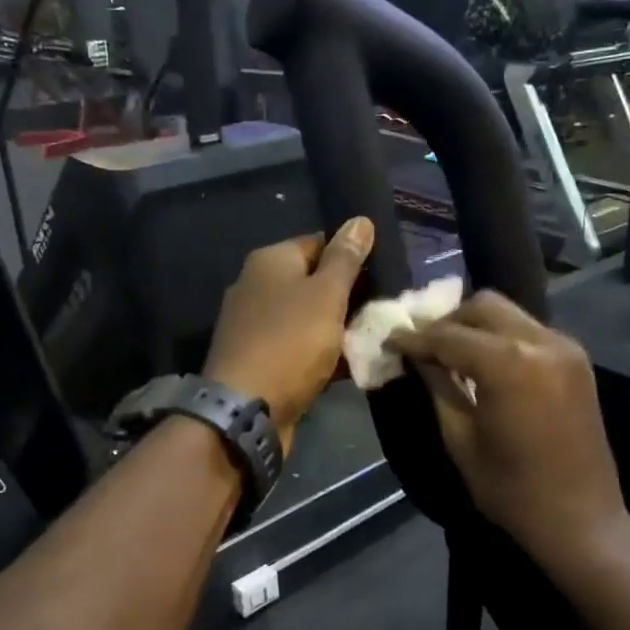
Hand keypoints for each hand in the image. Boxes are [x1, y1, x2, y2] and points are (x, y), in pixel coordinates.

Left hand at [204, 218, 374, 450]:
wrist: (246, 409)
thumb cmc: (290, 342)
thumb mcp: (326, 294)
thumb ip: (345, 258)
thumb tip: (360, 219)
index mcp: (270, 261)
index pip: (319, 243)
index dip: (352, 257)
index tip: (382, 277)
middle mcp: (257, 286)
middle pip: (313, 282)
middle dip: (348, 297)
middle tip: (382, 311)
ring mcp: (255, 325)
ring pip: (308, 318)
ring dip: (338, 330)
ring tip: (373, 338)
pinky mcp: (260, 359)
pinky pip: (299, 348)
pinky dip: (322, 355)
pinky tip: (350, 365)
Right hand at [386, 291, 626, 564]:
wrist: (582, 519)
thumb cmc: (512, 490)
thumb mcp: (461, 440)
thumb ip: (439, 388)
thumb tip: (417, 358)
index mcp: (509, 364)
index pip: (449, 335)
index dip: (415, 337)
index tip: (390, 340)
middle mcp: (541, 342)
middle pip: (483, 307)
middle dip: (448, 321)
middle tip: (423, 347)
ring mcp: (565, 347)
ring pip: (509, 314)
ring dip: (476, 326)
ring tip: (451, 354)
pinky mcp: (577, 360)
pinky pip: (529, 331)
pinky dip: (502, 338)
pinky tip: (486, 364)